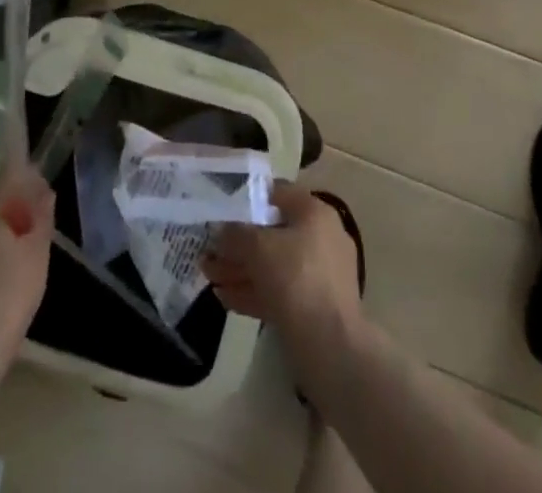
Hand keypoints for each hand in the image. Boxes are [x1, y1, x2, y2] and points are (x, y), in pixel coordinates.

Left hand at [0, 163, 54, 361]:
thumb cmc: (11, 291)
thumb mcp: (37, 250)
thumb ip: (41, 215)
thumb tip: (45, 191)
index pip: (7, 175)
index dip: (28, 177)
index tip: (44, 192)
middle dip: (14, 200)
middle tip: (38, 217)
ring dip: (1, 222)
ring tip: (24, 241)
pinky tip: (4, 263)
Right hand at [203, 184, 361, 340]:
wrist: (332, 348)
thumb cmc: (297, 280)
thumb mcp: (258, 247)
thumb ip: (235, 234)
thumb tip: (221, 231)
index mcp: (314, 213)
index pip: (277, 192)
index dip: (248, 198)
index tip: (222, 208)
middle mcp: (320, 238)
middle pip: (272, 233)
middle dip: (238, 243)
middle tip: (209, 251)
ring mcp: (319, 275)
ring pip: (273, 265)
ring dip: (240, 269)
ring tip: (209, 276)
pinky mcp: (314, 307)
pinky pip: (279, 291)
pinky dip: (253, 292)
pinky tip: (224, 298)